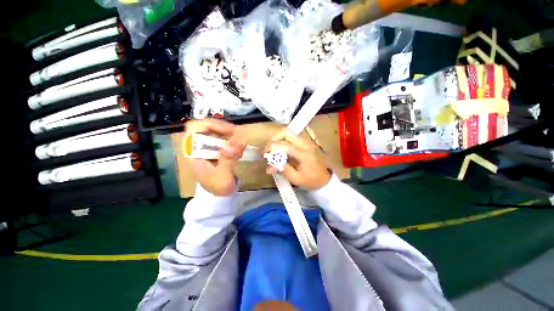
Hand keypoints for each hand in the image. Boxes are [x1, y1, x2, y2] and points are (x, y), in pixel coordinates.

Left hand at [185, 119, 245, 195]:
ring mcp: (206, 147)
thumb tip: (239, 141)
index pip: (193, 128)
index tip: (228, 130)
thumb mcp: (223, 175)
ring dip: (228, 133)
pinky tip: (238, 146)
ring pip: (215, 131)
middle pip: (207, 127)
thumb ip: (229, 159)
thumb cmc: (217, 186)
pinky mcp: (214, 149)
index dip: (210, 124)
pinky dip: (231, 138)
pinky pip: (222, 137)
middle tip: (238, 134)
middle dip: (223, 128)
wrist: (218, 195)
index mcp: (193, 151)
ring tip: (240, 141)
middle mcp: (197, 146)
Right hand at [265, 131, 330, 190]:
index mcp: (304, 154)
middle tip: (269, 149)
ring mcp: (307, 143)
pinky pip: (293, 138)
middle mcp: (305, 145)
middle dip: (275, 139)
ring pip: (290, 134)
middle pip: (287, 134)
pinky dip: (284, 141)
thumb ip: (283, 170)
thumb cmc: (311, 181)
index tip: (265, 153)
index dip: (272, 147)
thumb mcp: (296, 179)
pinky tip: (281, 150)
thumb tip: (269, 167)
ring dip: (279, 139)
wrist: (325, 180)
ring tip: (273, 149)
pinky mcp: (306, 144)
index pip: (285, 145)